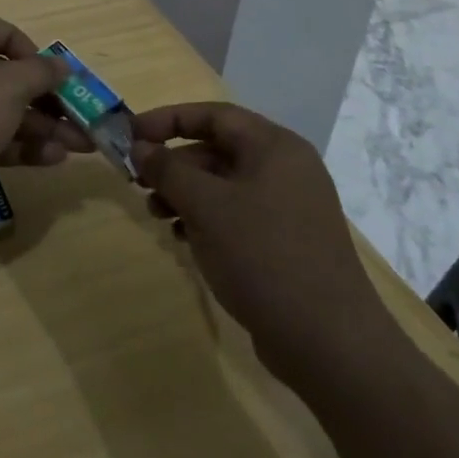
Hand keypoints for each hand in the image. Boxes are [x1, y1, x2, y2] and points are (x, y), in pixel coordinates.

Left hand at [0, 9, 91, 226]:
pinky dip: (21, 147)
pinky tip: (54, 159)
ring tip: (81, 145)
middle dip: (45, 96)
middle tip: (80, 114)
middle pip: (4, 76)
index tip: (46, 68)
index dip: (21, 43)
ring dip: (41, 126)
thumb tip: (61, 66)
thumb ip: (40, 73)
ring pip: (2, 112)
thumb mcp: (7, 85)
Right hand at [132, 103, 381, 380]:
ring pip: (224, 185)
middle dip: (174, 163)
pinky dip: (206, 219)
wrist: (328, 342)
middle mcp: (285, 168)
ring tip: (156, 215)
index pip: (213, 115)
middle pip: (217, 149)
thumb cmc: (263, 256)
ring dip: (185, 194)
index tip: (130, 134)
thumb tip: (140, 147)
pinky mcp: (286, 241)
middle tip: (138, 182)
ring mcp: (289, 207)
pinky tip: (183, 238)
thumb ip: (168, 169)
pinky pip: (237, 214)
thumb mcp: (206, 206)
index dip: (168, 119)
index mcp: (274, 147)